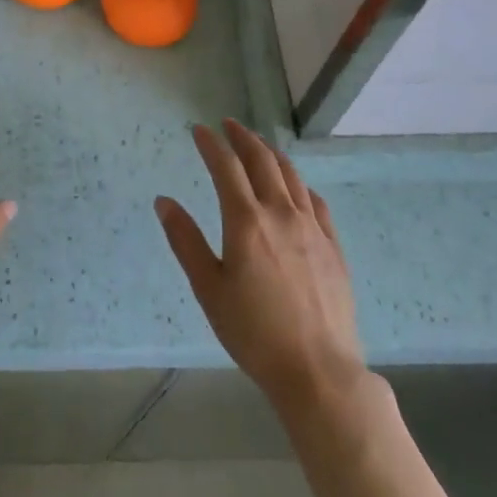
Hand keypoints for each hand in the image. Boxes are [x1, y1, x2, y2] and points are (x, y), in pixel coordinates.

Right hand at [156, 121, 366, 418]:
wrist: (318, 370)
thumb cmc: (253, 332)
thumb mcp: (208, 289)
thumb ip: (185, 240)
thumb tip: (164, 201)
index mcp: (246, 221)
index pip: (226, 167)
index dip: (211, 144)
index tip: (199, 130)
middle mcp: (281, 213)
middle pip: (262, 161)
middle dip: (243, 138)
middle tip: (229, 125)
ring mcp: (312, 228)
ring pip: (291, 176)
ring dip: (271, 153)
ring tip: (259, 145)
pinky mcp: (333, 246)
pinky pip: (315, 201)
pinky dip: (299, 184)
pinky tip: (295, 186)